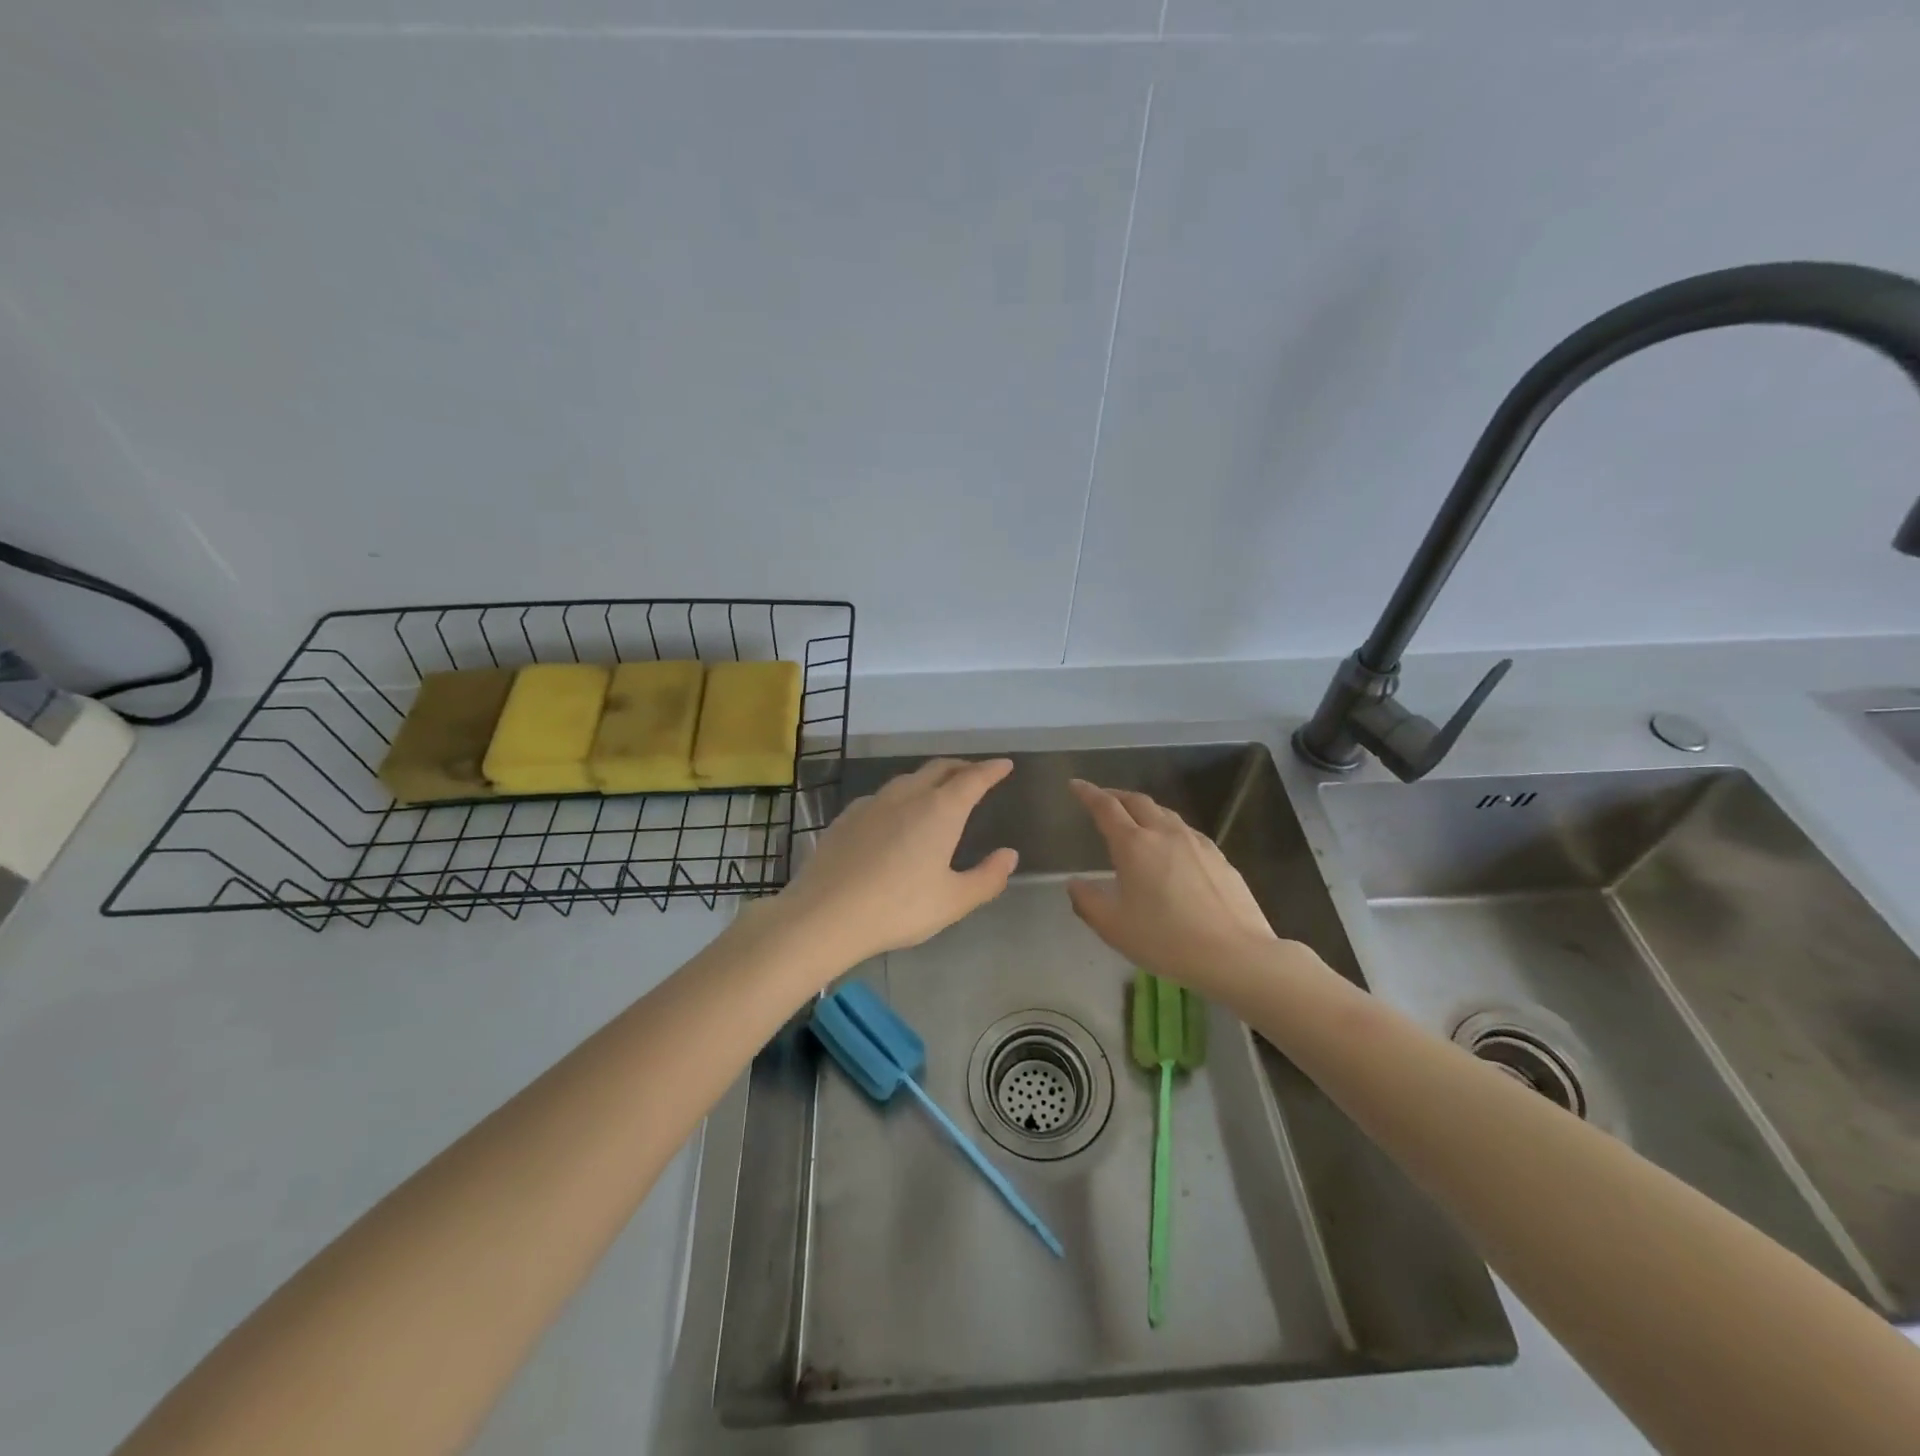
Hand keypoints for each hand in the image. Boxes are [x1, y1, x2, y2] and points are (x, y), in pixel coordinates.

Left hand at [769, 758, 1018, 967]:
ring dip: (929, 779)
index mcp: (940, 810)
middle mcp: (907, 796)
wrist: (825, 914)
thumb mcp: (953, 901)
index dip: (991, 770)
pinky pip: (881, 797)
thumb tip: (1009, 855)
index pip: (973, 779)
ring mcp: (872, 803)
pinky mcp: (846, 817)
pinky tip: (893, 815)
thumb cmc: (898, 908)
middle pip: (939, 769)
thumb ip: (987, 877)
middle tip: (975, 774)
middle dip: (961, 767)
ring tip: (937, 791)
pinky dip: (900, 796)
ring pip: (907, 779)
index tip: (1004, 764)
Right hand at [1066, 779, 1280, 997]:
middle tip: (1102, 798)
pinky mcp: (1219, 857)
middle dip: (1116, 795)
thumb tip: (1074, 883)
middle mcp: (1164, 833)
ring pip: (1164, 813)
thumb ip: (1087, 902)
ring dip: (1144, 809)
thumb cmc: (1165, 940)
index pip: (1105, 807)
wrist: (1235, 954)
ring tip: (1135, 819)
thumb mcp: (1113, 928)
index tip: (1075, 784)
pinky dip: (1168, 828)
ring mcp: (1196, 843)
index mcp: (1133, 845)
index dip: (1088, 793)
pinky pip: (1186, 831)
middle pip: (1137, 801)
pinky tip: (1171, 846)